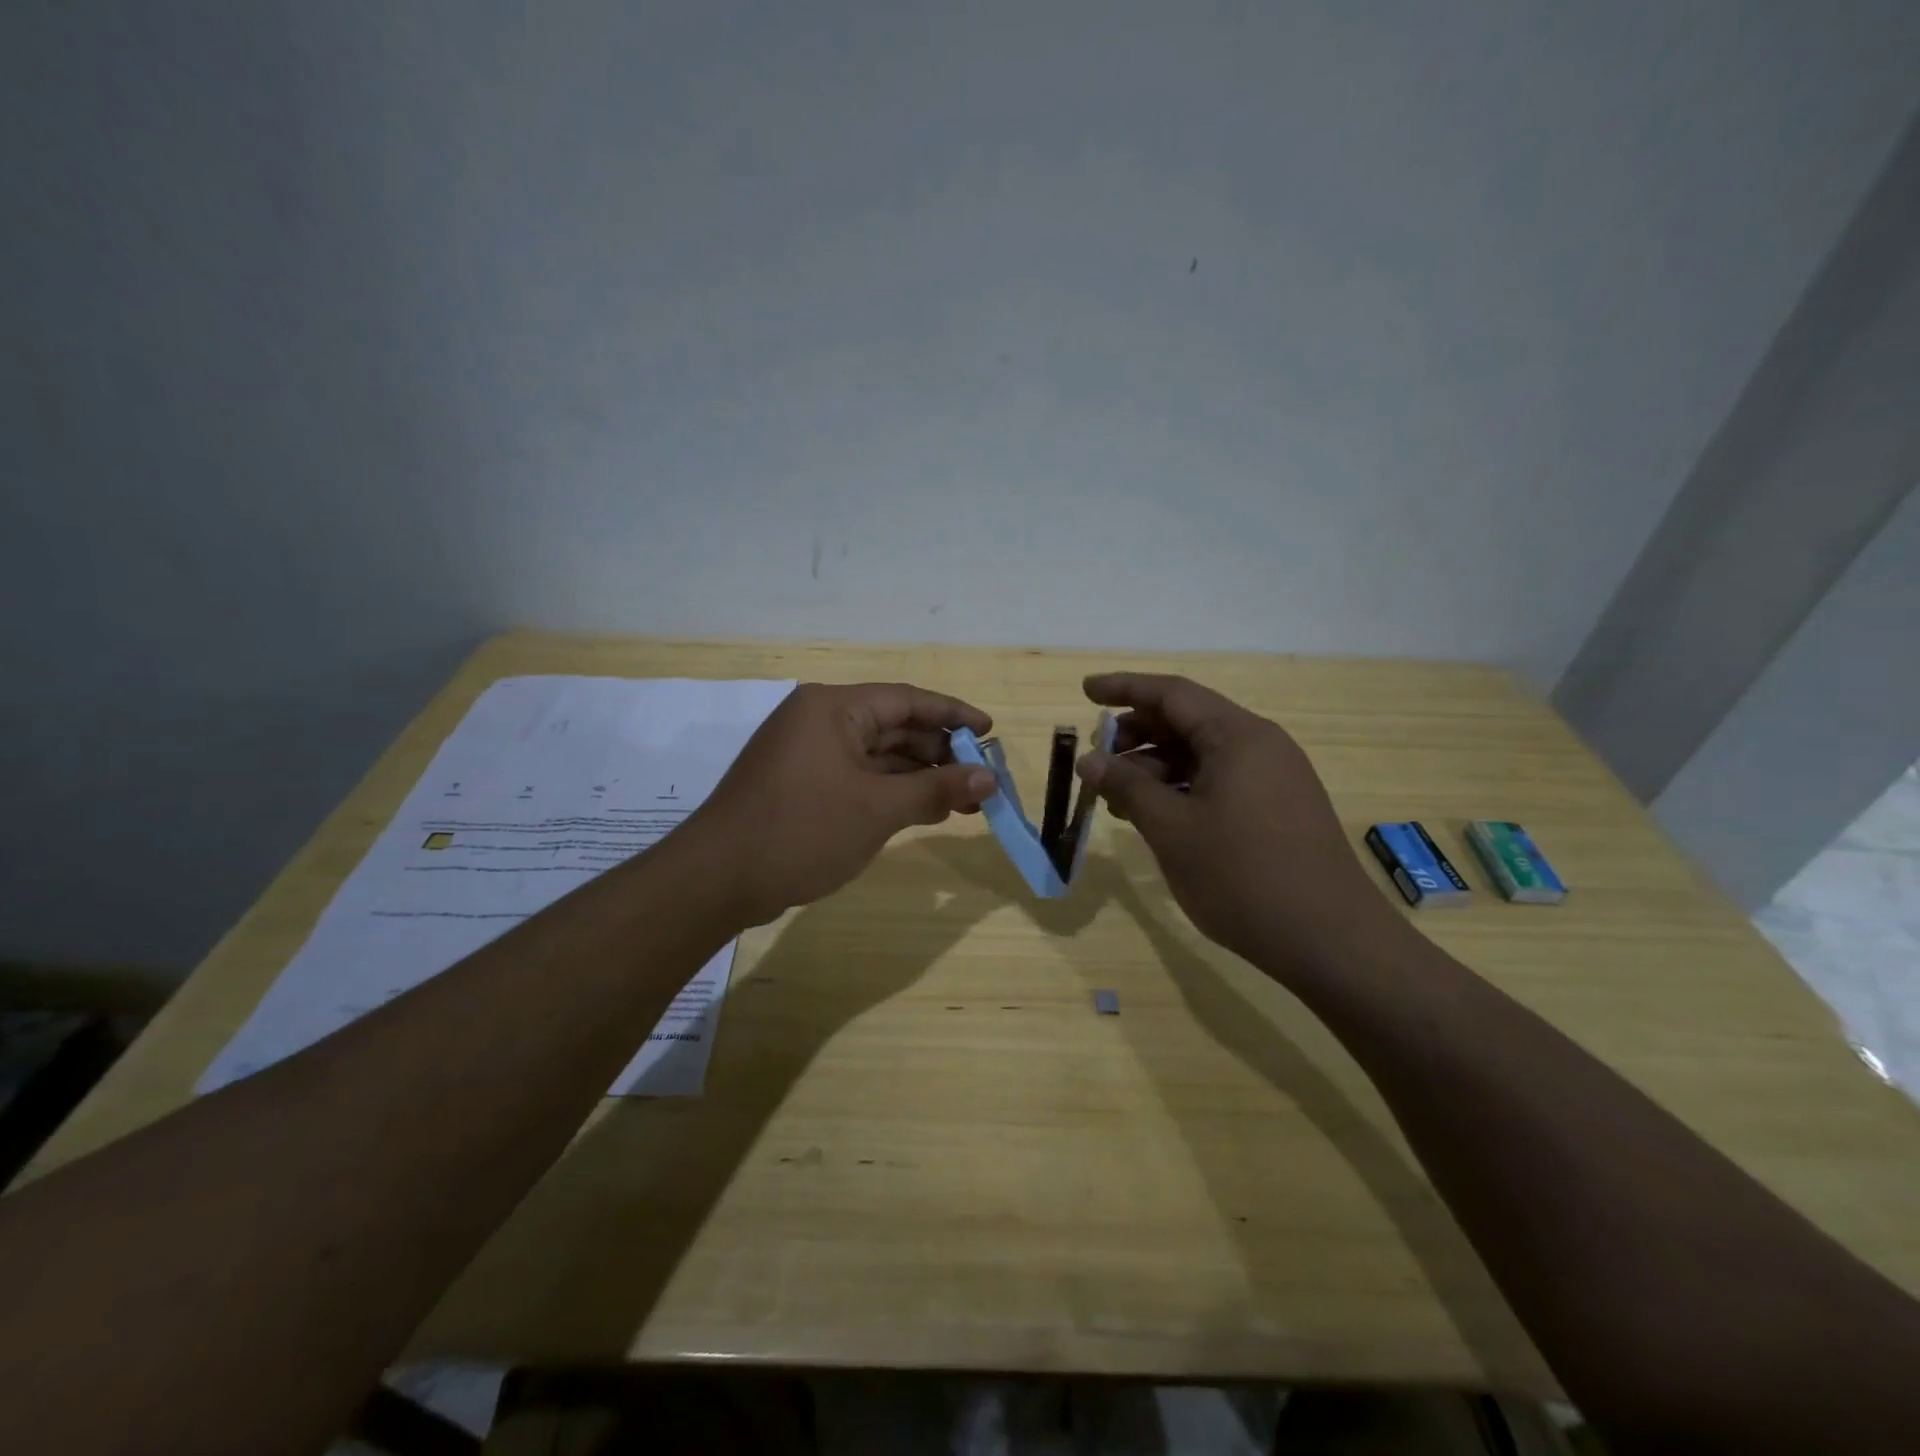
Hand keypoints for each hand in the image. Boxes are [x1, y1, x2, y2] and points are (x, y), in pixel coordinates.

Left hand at [683, 682, 997, 924]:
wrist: (717, 880)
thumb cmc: (801, 831)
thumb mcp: (877, 809)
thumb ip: (936, 789)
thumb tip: (989, 778)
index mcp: (833, 709)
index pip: (906, 700)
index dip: (953, 715)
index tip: (990, 732)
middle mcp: (820, 721)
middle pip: (893, 727)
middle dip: (940, 753)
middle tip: (982, 778)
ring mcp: (808, 754)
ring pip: (877, 756)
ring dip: (919, 776)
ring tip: (964, 800)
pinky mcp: (802, 784)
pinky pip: (858, 777)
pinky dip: (891, 791)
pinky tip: (924, 810)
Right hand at [1078, 673, 1399, 970]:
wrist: (1329, 941)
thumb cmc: (1242, 877)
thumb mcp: (1172, 829)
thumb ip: (1126, 786)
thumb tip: (1089, 760)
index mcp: (1237, 736)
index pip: (1171, 693)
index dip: (1124, 688)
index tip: (1085, 691)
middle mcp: (1260, 745)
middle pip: (1187, 721)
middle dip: (1136, 735)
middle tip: (1097, 761)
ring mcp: (1273, 777)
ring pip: (1201, 755)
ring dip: (1155, 768)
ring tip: (1117, 799)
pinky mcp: (1277, 808)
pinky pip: (1219, 781)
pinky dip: (1182, 790)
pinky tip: (1156, 817)